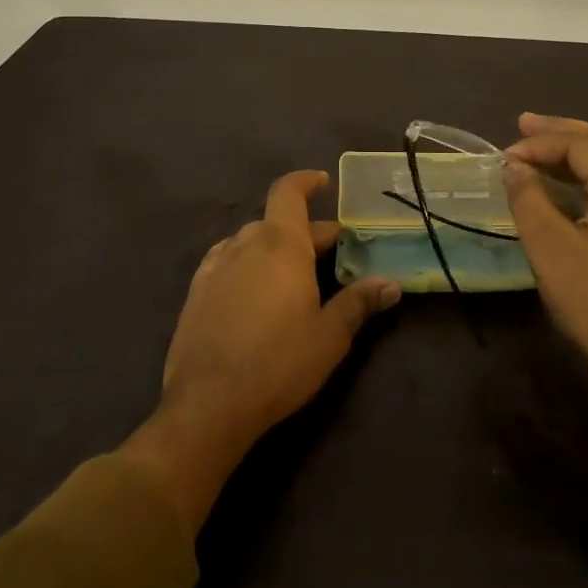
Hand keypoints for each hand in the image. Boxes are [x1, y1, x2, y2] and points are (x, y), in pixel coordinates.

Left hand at [124, 171, 400, 530]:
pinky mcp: (196, 293)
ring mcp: (216, 267)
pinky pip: (227, 262)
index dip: (306, 181)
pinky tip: (253, 290)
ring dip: (274, 247)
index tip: (323, 182)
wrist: (207, 405)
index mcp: (281, 244)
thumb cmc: (278, 363)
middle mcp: (245, 244)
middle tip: (333, 251)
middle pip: (277, 221)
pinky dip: (247, 264)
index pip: (289, 192)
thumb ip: (360, 303)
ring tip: (294, 272)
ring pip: (250, 241)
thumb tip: (391, 283)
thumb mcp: (330, 336)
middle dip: (306, 231)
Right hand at [504, 114, 587, 402]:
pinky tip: (569, 184)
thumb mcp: (552, 251)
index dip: (540, 144)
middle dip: (562, 132)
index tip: (505, 157)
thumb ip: (529, 200)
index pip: (579, 145)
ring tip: (541, 148)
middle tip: (524, 124)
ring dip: (578, 153)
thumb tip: (514, 166)